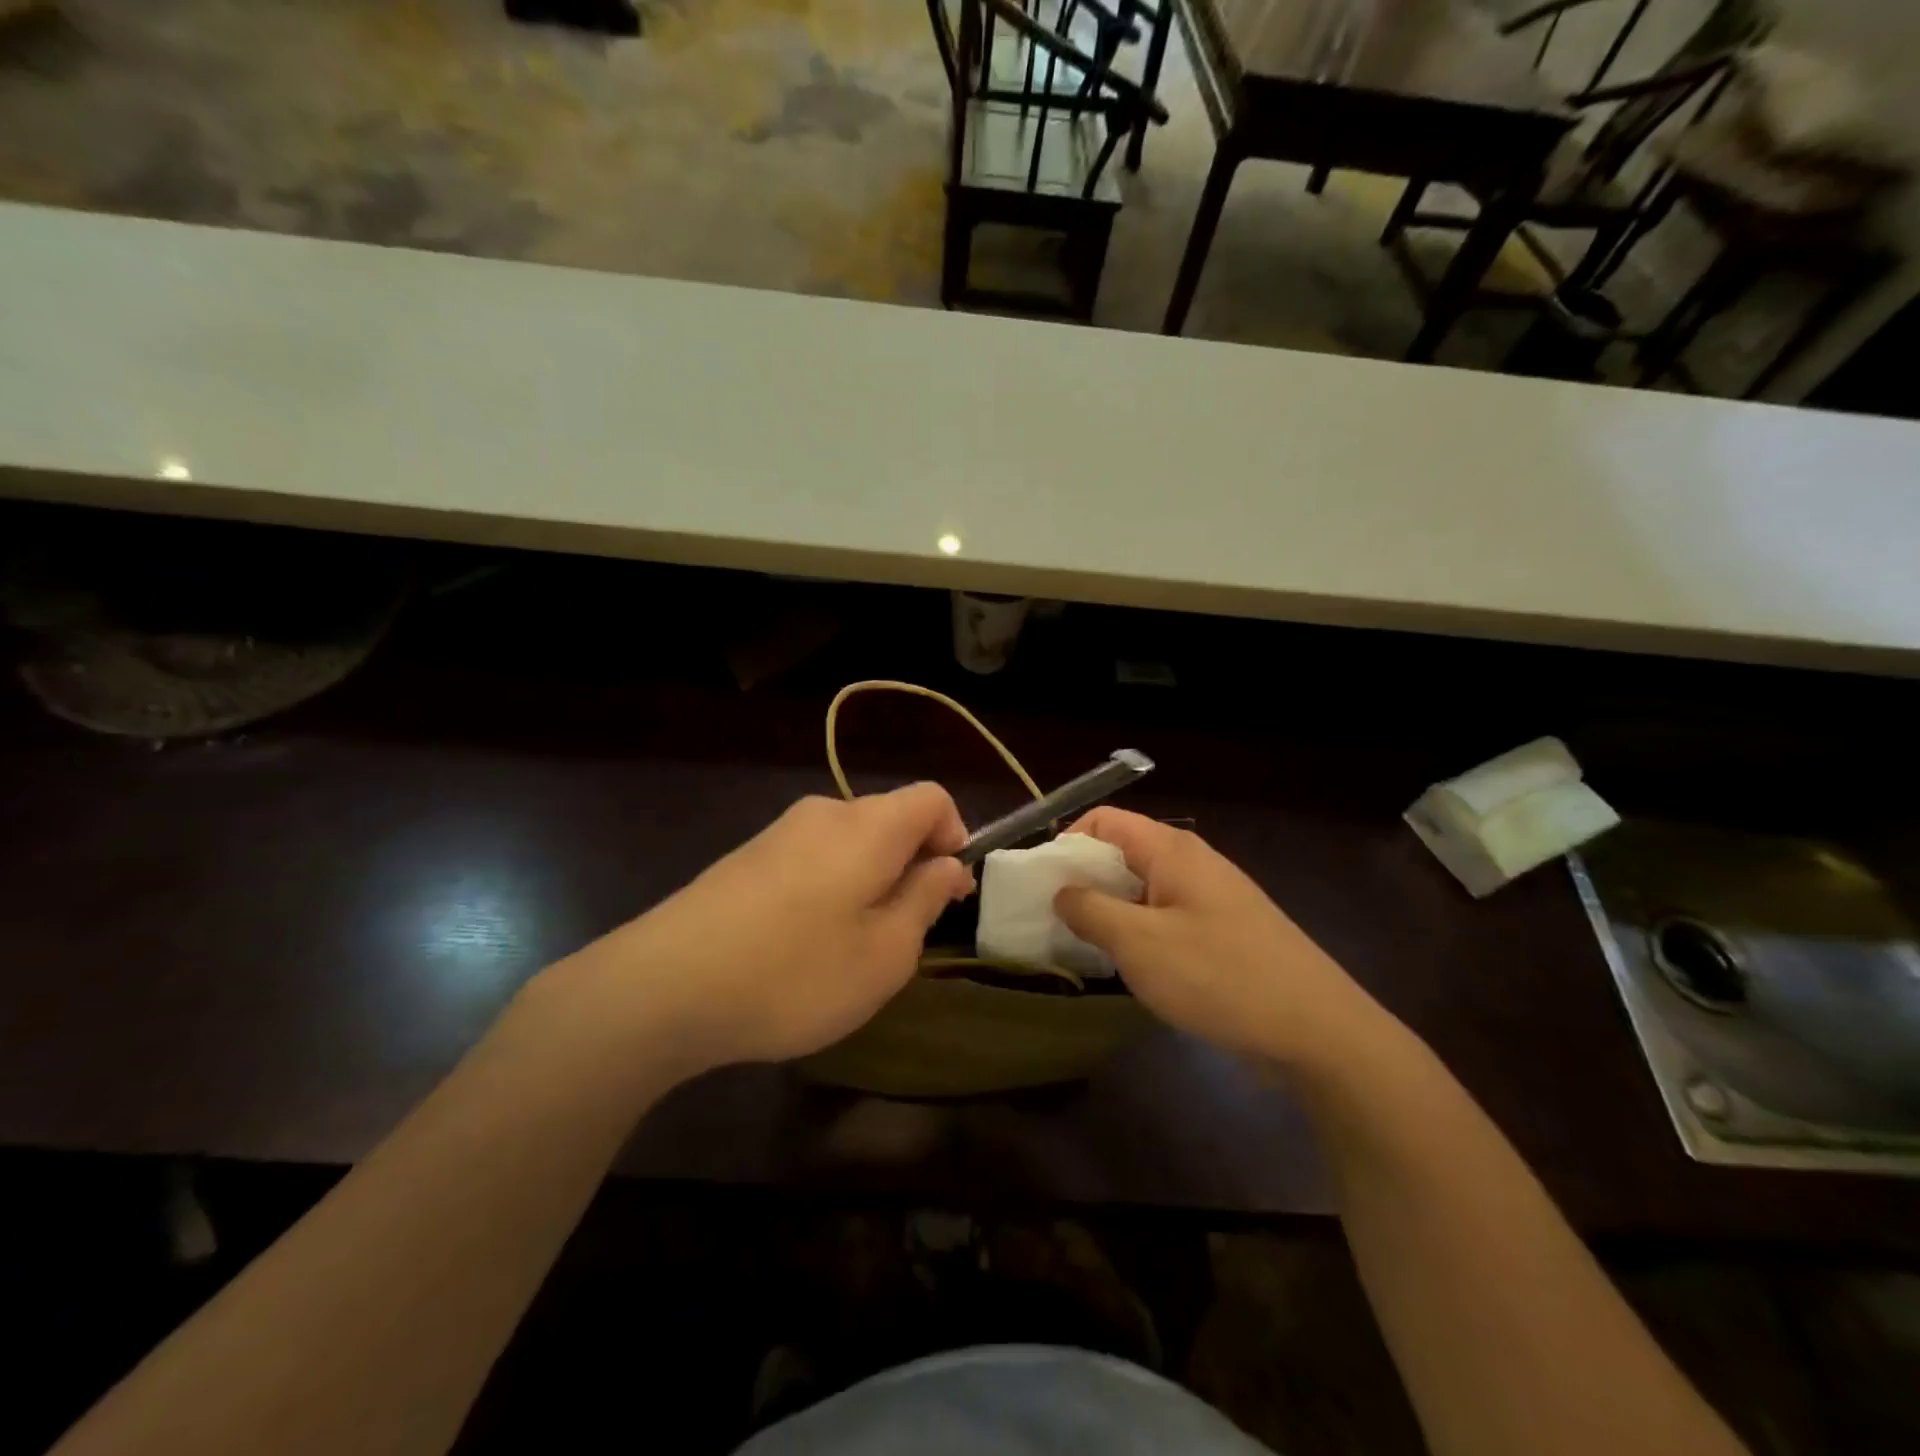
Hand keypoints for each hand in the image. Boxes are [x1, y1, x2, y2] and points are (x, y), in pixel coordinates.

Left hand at [563, 785, 972, 1079]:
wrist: (663, 986)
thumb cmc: (796, 972)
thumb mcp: (884, 953)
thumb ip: (925, 900)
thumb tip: (947, 866)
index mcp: (869, 825)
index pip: (933, 798)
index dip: (955, 837)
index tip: (947, 893)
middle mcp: (825, 813)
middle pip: (890, 820)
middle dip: (911, 867)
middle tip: (903, 934)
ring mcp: (778, 833)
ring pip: (849, 844)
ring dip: (868, 883)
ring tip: (850, 948)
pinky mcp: (745, 858)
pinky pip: (810, 860)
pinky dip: (828, 889)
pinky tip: (801, 946)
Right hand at [1053, 808, 1378, 1067]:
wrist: (1318, 1032)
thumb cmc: (1219, 976)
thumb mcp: (1139, 943)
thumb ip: (1090, 910)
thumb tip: (1062, 891)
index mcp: (1172, 851)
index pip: (1105, 820)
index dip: (1067, 842)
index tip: (1043, 883)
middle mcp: (1193, 864)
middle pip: (1124, 852)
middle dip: (1085, 880)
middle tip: (1056, 919)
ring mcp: (1214, 899)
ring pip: (1145, 889)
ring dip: (1111, 910)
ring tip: (1087, 946)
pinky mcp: (1226, 933)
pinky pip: (1168, 918)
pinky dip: (1140, 932)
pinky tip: (1133, 968)